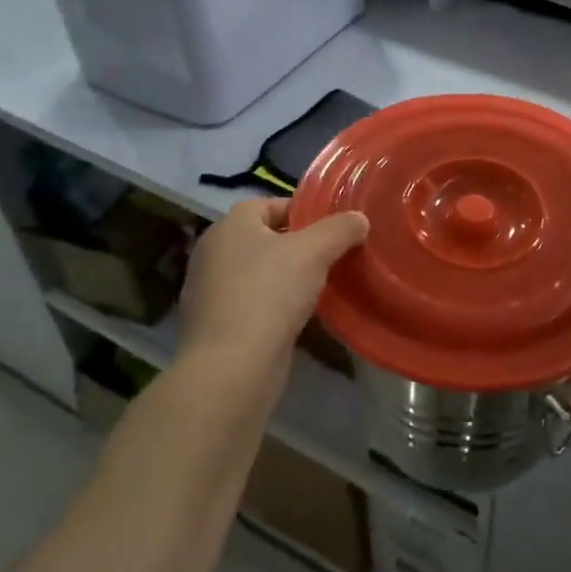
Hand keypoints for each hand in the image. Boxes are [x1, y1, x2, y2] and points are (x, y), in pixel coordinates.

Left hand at [175, 199, 366, 400]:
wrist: (232, 367)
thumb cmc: (270, 294)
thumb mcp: (314, 251)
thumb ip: (340, 229)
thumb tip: (359, 219)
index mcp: (230, 225)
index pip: (270, 205)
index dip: (304, 212)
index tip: (333, 229)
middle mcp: (213, 252)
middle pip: (265, 239)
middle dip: (298, 247)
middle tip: (332, 257)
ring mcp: (210, 291)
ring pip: (259, 273)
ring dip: (286, 278)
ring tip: (321, 288)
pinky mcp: (216, 324)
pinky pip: (252, 303)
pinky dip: (273, 306)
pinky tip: (298, 318)